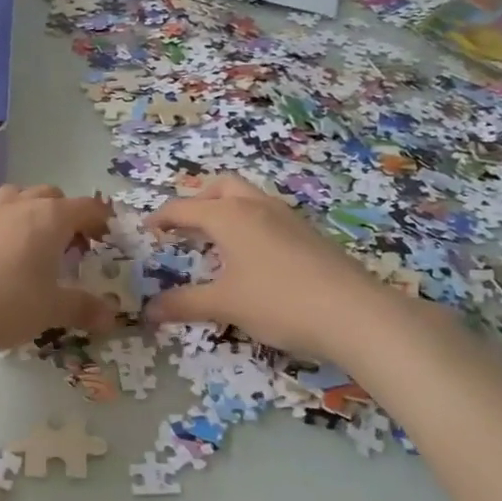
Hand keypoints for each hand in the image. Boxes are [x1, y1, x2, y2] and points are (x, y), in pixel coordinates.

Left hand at [0, 185, 116, 361]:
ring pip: (14, 197)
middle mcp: (18, 206)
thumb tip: (110, 316)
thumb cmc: (9, 305)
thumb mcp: (53, 310)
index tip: (105, 236)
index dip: (100, 219)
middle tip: (69, 245)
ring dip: (28, 211)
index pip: (85, 206)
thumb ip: (83, 307)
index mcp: (49, 218)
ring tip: (31, 242)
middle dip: (64, 213)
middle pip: (49, 195)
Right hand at [143, 175, 372, 359]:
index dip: (162, 218)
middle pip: (221, 186)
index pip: (184, 208)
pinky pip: (268, 214)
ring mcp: (287, 218)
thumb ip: (184, 304)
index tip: (147, 229)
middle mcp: (257, 207)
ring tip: (216, 240)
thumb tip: (148, 311)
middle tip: (184, 226)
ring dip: (226, 209)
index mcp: (230, 216)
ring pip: (248, 197)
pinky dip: (249, 223)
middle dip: (198, 200)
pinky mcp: (309, 234)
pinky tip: (253, 256)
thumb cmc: (279, 302)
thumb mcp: (225, 305)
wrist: (354, 313)